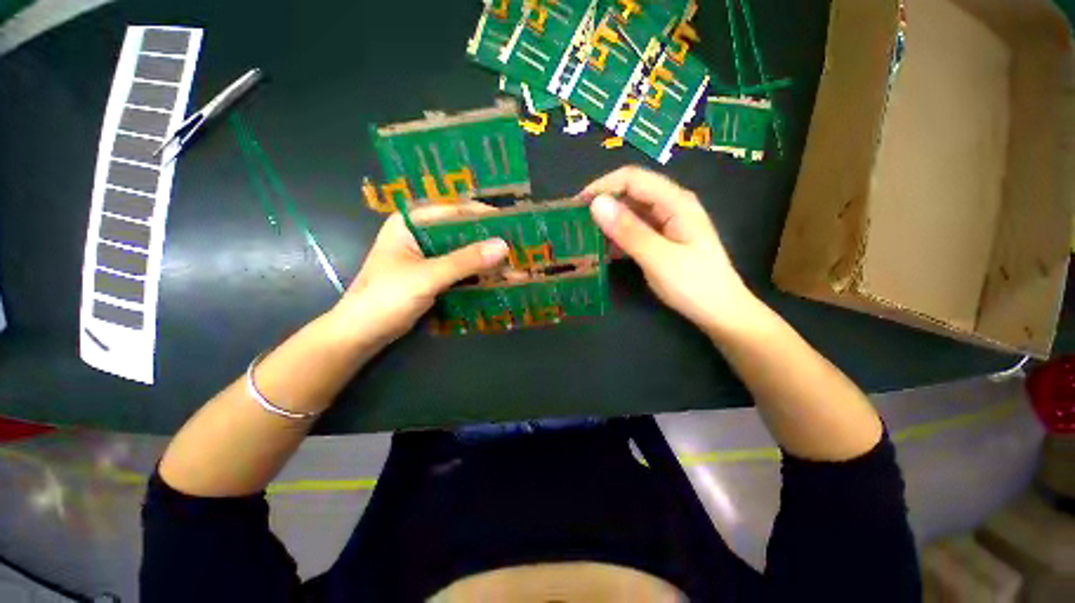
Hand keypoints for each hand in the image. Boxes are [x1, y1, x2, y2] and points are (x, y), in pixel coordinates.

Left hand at [328, 204, 508, 344]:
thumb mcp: (427, 276)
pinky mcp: (433, 276)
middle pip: (460, 232)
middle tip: (517, 243)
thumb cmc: (386, 298)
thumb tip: (503, 245)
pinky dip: (477, 273)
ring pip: (463, 252)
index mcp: (410, 223)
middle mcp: (420, 235)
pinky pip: (460, 269)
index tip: (511, 221)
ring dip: (486, 258)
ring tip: (514, 261)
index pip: (452, 211)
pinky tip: (497, 277)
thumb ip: (465, 261)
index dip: (482, 215)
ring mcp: (427, 257)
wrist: (362, 334)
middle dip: (488, 239)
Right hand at [581, 166, 759, 334]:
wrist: (720, 312)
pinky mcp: (661, 238)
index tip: (576, 206)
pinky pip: (634, 229)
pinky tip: (602, 250)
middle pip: (630, 192)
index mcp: (675, 202)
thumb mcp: (659, 258)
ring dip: (607, 222)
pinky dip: (616, 236)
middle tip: (576, 223)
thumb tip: (596, 204)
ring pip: (630, 211)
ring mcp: (666, 222)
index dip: (602, 187)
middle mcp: (671, 205)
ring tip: (584, 237)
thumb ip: (628, 231)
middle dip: (602, 204)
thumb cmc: (695, 285)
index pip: (632, 178)